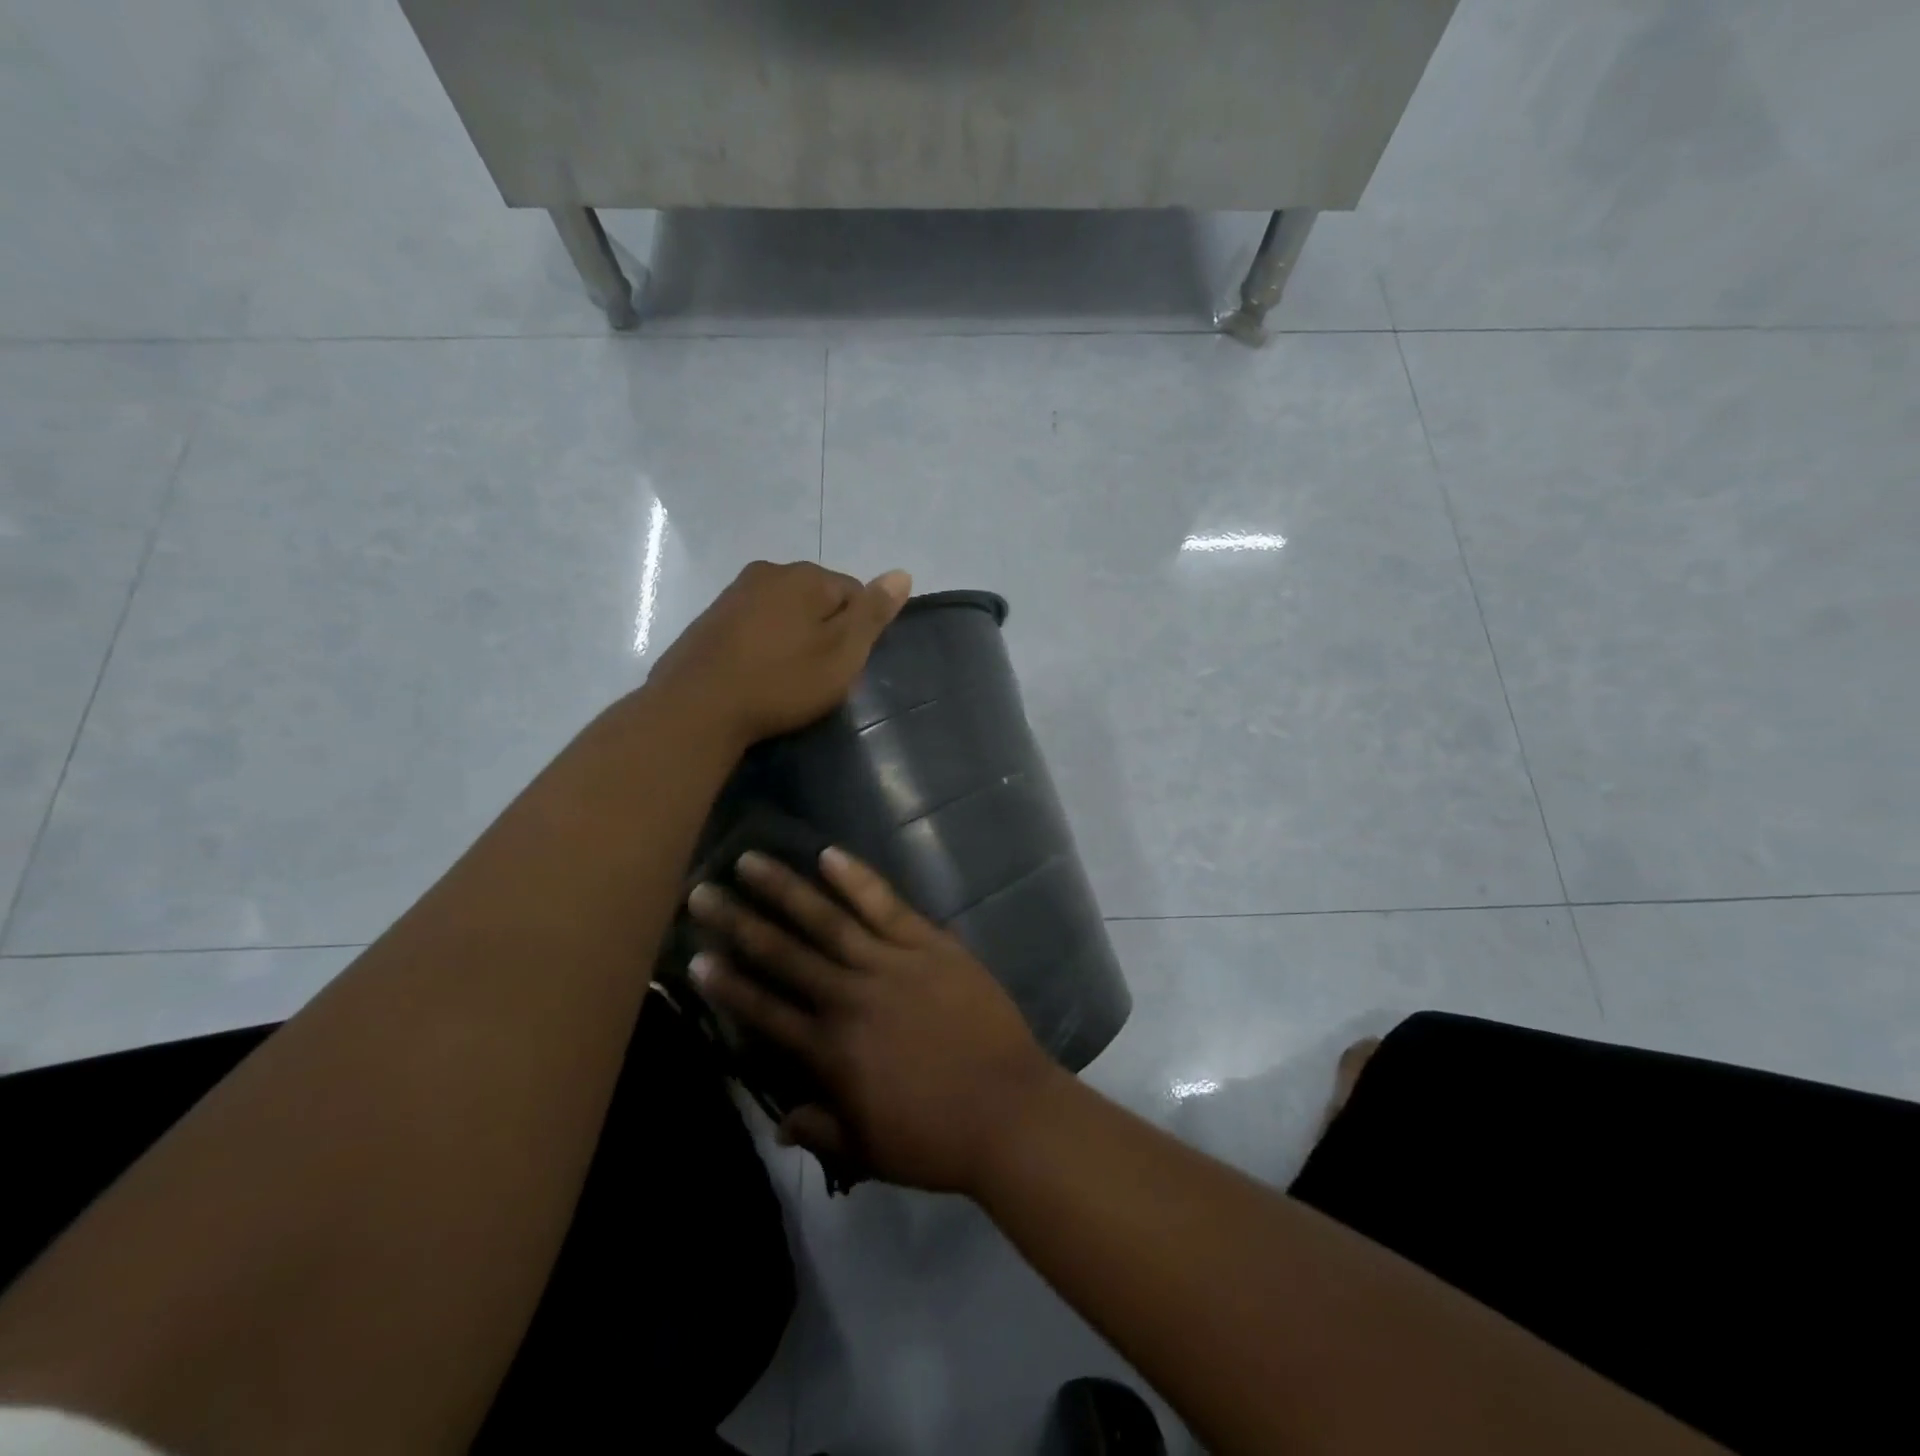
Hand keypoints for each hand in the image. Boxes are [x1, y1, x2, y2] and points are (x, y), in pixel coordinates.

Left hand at [648, 561, 911, 747]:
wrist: (697, 708)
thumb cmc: (782, 681)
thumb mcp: (842, 652)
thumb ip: (873, 612)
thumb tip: (902, 573)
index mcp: (805, 575)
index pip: (854, 593)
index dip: (857, 631)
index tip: (844, 665)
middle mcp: (768, 571)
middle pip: (817, 599)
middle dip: (824, 631)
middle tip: (818, 675)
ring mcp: (734, 593)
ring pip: (783, 612)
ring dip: (792, 638)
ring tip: (787, 678)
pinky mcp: (710, 620)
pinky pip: (754, 626)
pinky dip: (763, 646)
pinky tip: (758, 675)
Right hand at [685, 847, 1059, 1194]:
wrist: (1008, 1110)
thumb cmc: (937, 1138)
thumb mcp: (869, 1150)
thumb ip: (821, 1130)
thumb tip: (780, 1120)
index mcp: (830, 1050)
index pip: (765, 1010)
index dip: (727, 985)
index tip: (694, 956)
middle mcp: (850, 997)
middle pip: (784, 954)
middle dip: (738, 922)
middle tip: (702, 891)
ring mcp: (891, 963)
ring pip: (827, 919)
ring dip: (786, 890)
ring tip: (751, 861)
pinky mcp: (929, 944)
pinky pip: (886, 905)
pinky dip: (857, 879)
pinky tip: (829, 855)